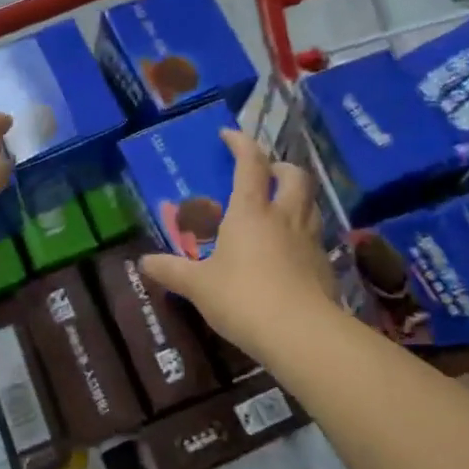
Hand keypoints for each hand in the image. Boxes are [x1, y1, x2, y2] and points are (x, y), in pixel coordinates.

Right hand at [141, 128, 340, 359]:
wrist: (301, 334)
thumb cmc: (242, 298)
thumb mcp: (198, 286)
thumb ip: (171, 271)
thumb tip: (143, 263)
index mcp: (250, 211)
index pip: (250, 163)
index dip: (241, 143)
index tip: (229, 135)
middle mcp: (283, 217)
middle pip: (294, 176)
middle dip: (280, 166)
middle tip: (265, 173)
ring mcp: (309, 240)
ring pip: (310, 203)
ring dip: (296, 196)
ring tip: (279, 207)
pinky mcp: (325, 266)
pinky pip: (315, 237)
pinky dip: (303, 233)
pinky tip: (290, 251)